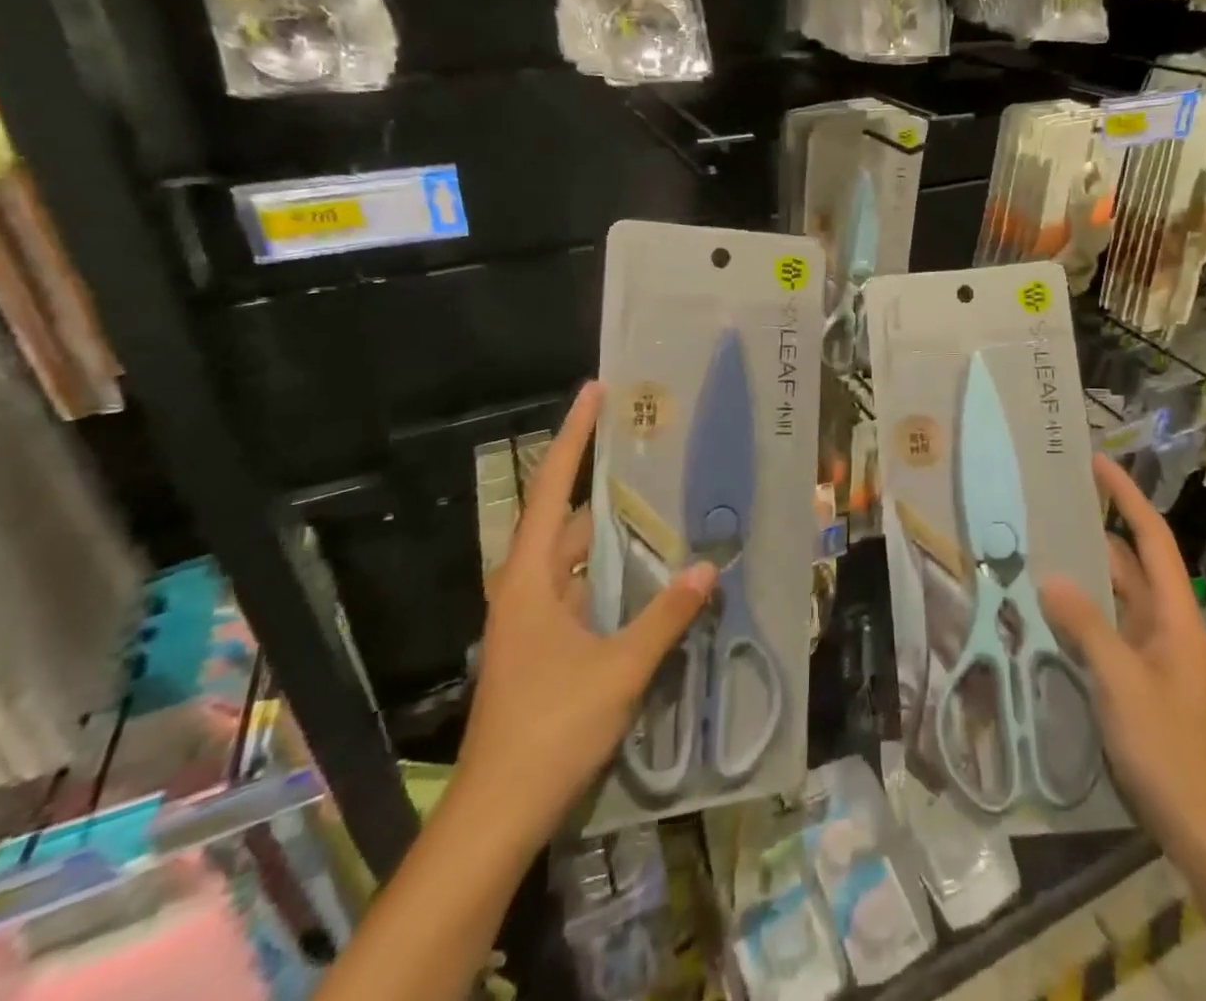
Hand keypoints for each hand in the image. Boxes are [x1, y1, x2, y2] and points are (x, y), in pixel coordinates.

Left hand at [455, 382, 716, 845]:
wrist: (497, 814)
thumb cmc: (550, 728)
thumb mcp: (619, 670)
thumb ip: (665, 617)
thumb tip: (708, 569)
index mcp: (530, 577)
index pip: (552, 486)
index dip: (573, 434)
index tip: (595, 391)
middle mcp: (526, 585)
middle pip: (570, 518)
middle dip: (610, 485)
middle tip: (656, 453)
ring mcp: (533, 617)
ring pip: (579, 557)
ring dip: (617, 536)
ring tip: (667, 507)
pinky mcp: (544, 644)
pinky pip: (583, 589)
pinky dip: (615, 575)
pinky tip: (653, 577)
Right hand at [1040, 456, 1205, 861]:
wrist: (1201, 827)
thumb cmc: (1168, 748)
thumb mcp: (1122, 682)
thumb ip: (1087, 626)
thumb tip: (1051, 578)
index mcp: (1175, 615)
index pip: (1151, 539)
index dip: (1126, 497)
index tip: (1096, 464)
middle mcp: (1165, 624)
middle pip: (1130, 563)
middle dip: (1094, 531)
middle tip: (1049, 506)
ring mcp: (1152, 652)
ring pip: (1114, 597)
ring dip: (1082, 574)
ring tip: (1037, 548)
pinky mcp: (1137, 678)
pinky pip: (1105, 629)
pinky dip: (1079, 613)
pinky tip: (1046, 610)